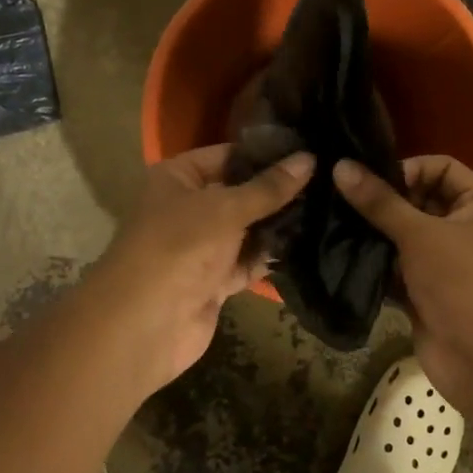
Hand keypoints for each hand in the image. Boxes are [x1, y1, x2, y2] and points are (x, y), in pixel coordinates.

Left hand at [92, 144, 312, 390]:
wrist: (146, 323)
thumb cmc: (181, 246)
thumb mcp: (227, 208)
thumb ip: (269, 187)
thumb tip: (309, 159)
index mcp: (177, 178)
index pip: (227, 155)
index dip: (265, 153)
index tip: (309, 150)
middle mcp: (188, 208)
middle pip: (240, 193)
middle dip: (277, 191)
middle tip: (326, 180)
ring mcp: (201, 246)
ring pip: (247, 229)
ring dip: (277, 224)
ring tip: (326, 208)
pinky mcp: (214, 280)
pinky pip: (248, 261)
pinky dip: (270, 256)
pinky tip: (308, 244)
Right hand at [332, 156, 472, 405]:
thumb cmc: (462, 282)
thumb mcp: (420, 234)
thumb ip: (380, 202)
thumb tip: (341, 166)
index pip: (442, 167)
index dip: (409, 168)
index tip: (372, 181)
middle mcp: (466, 230)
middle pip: (420, 201)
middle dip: (384, 203)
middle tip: (340, 199)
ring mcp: (446, 264)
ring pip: (405, 238)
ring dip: (375, 234)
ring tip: (334, 224)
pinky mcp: (426, 294)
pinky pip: (397, 270)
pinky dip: (376, 266)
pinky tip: (342, 258)